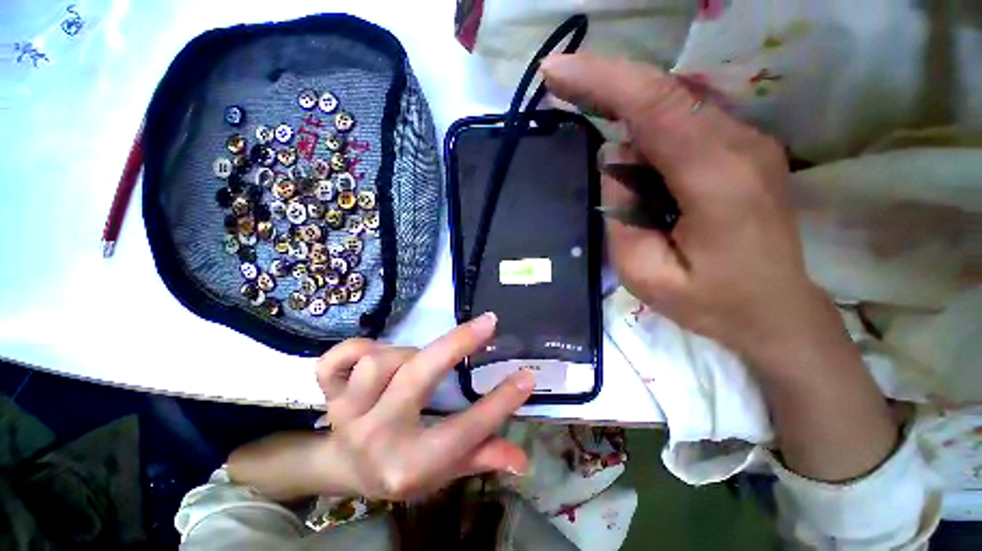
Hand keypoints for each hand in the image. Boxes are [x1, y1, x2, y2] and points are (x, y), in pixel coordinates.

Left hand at [229, 313, 534, 501]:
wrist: (343, 469)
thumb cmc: (401, 466)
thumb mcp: (443, 470)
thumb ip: (481, 457)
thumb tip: (522, 458)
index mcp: (410, 463)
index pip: (466, 430)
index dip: (501, 402)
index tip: (526, 376)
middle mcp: (376, 437)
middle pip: (417, 377)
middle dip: (457, 344)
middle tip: (488, 323)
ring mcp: (347, 413)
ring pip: (379, 362)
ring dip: (406, 353)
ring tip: (419, 359)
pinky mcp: (327, 394)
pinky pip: (336, 360)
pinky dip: (357, 347)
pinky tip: (376, 352)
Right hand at [541, 54, 827, 362]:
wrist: (777, 313)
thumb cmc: (712, 303)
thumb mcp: (647, 274)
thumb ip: (621, 217)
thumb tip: (615, 163)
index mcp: (717, 178)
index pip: (656, 106)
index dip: (603, 80)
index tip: (557, 71)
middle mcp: (740, 146)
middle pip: (664, 93)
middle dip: (605, 84)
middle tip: (560, 84)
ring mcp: (748, 144)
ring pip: (673, 106)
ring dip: (625, 109)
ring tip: (591, 123)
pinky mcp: (744, 151)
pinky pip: (685, 123)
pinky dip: (646, 127)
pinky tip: (631, 153)